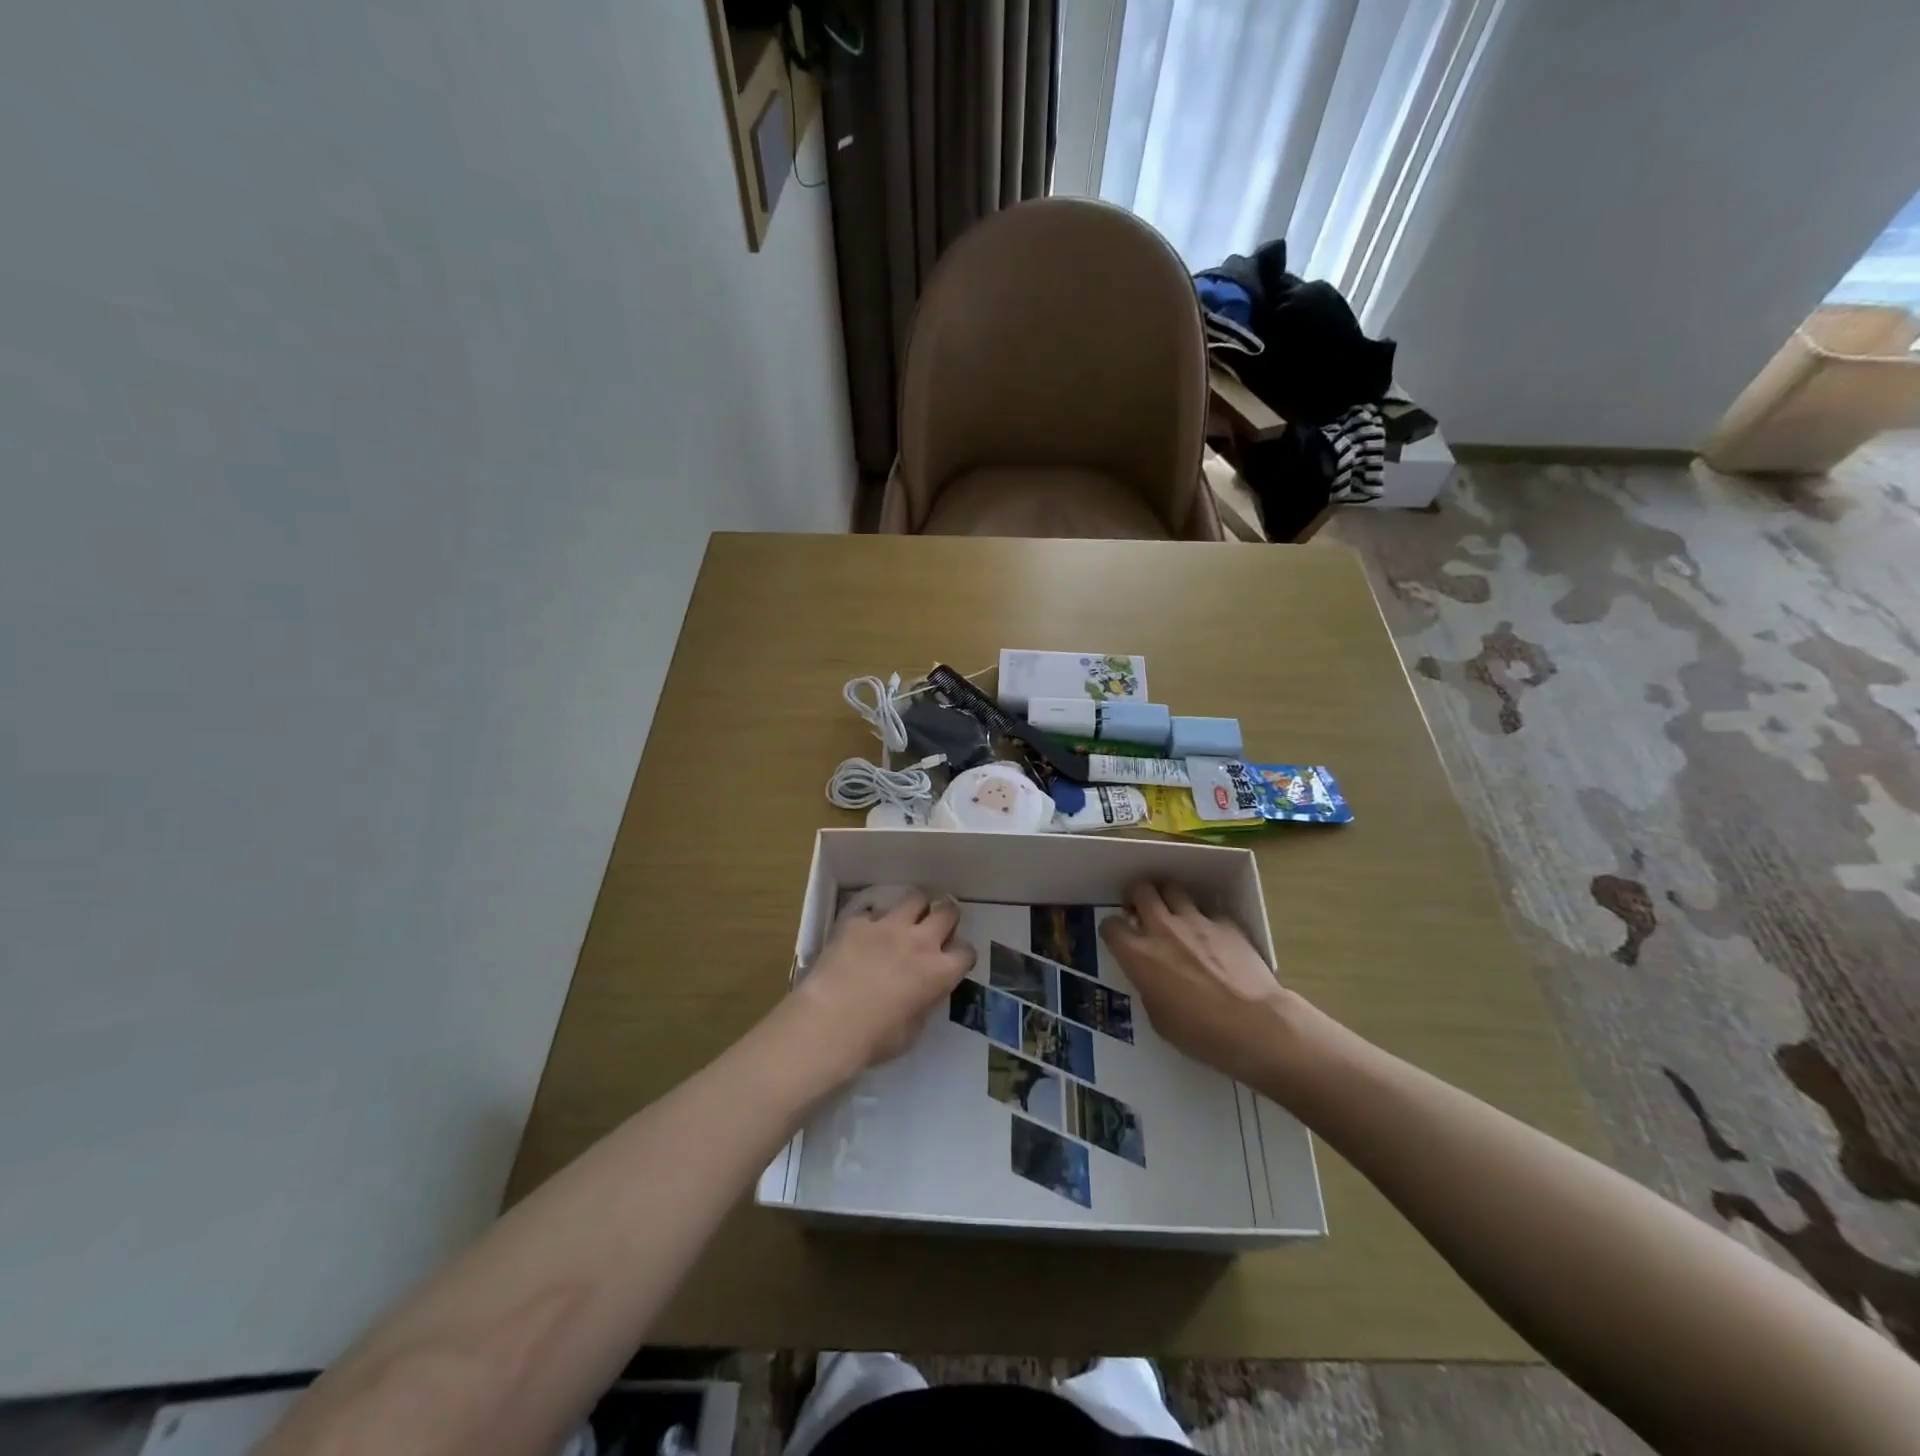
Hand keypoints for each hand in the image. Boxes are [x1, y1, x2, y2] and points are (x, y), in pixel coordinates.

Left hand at [792, 889, 975, 1076]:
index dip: (961, 955)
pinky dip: (872, 921)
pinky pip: (871, 912)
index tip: (953, 960)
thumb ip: (924, 1003)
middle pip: (947, 911)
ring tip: (908, 917)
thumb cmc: (874, 1039)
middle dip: (947, 914)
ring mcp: (888, 926)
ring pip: (915, 897)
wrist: (828, 1023)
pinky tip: (863, 934)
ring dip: (916, 907)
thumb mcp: (913, 1031)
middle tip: (938, 923)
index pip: (966, 952)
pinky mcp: (858, 922)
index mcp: (939, 972)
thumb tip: (921, 993)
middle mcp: (920, 941)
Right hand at [1099, 881, 1299, 1084]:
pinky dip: (1204, 919)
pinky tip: (1211, 935)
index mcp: (1138, 955)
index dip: (1112, 930)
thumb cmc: (1201, 1034)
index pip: (1111, 926)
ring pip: (1173, 889)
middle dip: (1137, 897)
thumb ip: (1148, 988)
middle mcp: (1162, 928)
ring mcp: (1196, 921)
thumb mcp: (1159, 1019)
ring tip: (1173, 913)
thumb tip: (1151, 978)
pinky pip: (1208, 911)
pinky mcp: (1226, 923)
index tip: (1118, 937)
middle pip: (1141, 890)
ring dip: (1168, 899)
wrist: (1255, 1025)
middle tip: (1142, 910)